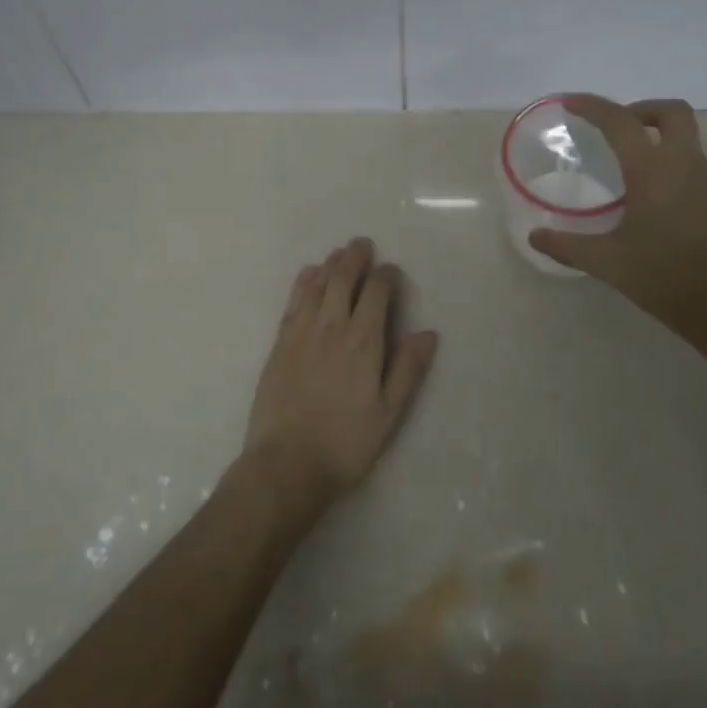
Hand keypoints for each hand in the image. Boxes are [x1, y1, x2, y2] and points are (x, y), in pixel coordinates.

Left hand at [243, 238, 438, 511]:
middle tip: (362, 244)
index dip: (386, 276)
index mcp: (364, 342)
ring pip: (317, 286)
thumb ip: (407, 369)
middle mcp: (332, 327)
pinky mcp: (279, 344)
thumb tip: (427, 332)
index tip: (392, 270)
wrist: (286, 463)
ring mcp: (301, 333)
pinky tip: (308, 275)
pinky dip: (303, 283)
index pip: (376, 293)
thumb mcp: (388, 413)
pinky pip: (293, 302)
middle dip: (355, 258)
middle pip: (343, 280)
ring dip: (330, 265)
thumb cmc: (345, 443)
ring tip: (339, 254)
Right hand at [528, 96, 706, 350]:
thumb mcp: (607, 263)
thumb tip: (534, 237)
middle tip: (620, 129)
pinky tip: (665, 209)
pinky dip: (680, 174)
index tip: (572, 103)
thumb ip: (567, 246)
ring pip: (690, 144)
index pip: (619, 121)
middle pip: (672, 112)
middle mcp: (689, 164)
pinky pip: (702, 173)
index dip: (593, 106)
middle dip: (643, 110)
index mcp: (653, 170)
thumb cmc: (665, 278)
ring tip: (637, 178)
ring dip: (662, 145)